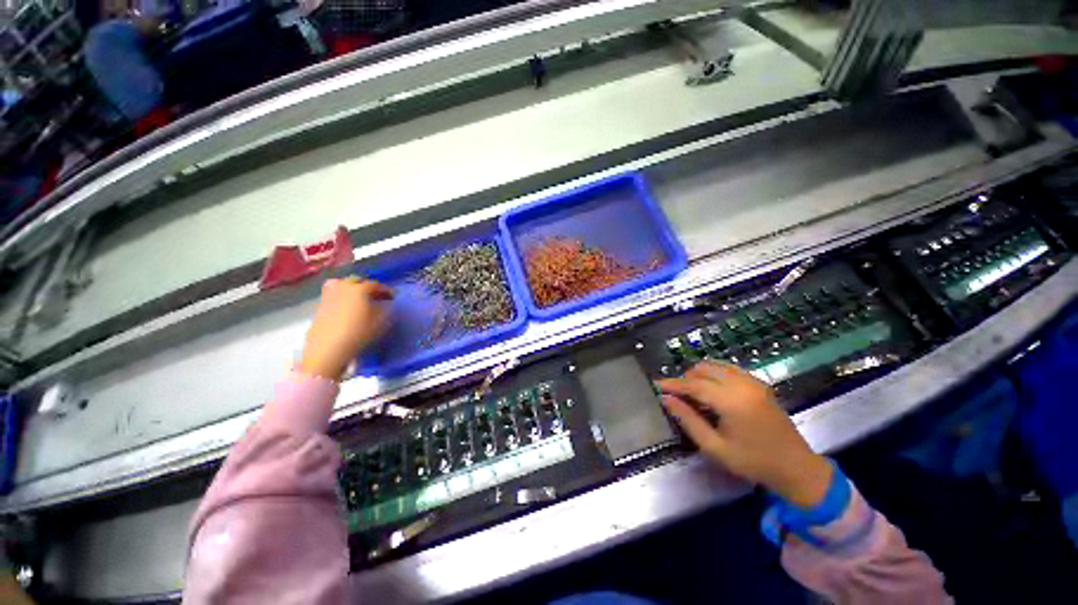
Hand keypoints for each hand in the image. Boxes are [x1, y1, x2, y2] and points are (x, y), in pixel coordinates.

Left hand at [298, 278, 393, 380]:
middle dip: (368, 286)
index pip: (376, 285)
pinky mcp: (320, 307)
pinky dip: (341, 296)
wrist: (328, 349)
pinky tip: (346, 308)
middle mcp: (343, 288)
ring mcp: (328, 296)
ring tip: (359, 299)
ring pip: (341, 284)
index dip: (386, 290)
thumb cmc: (359, 333)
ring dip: (352, 288)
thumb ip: (386, 309)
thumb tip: (387, 304)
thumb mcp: (381, 322)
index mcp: (359, 289)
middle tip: (377, 296)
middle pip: (357, 280)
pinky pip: (333, 294)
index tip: (393, 297)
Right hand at [657, 362, 831, 507]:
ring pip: (715, 365)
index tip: (656, 385)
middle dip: (685, 378)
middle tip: (676, 394)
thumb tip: (666, 400)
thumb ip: (688, 420)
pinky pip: (728, 369)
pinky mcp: (759, 383)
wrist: (797, 468)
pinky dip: (714, 374)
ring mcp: (753, 381)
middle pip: (703, 369)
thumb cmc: (753, 462)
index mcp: (732, 401)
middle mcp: (743, 384)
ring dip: (699, 375)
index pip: (694, 385)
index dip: (672, 384)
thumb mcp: (715, 447)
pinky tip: (711, 390)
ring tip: (692, 393)